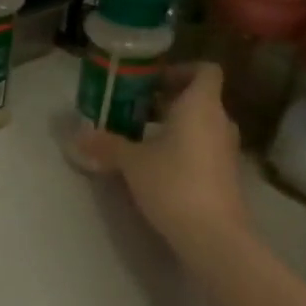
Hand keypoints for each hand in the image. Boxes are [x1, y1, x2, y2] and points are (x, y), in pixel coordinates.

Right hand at [73, 62, 257, 257]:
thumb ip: (107, 144)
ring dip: (174, 127)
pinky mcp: (226, 175)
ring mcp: (227, 150)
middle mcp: (220, 122)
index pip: (205, 70)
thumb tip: (78, 136)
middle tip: (135, 110)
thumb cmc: (173, 183)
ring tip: (141, 139)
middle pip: (199, 98)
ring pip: (201, 125)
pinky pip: (204, 148)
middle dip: (168, 101)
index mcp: (200, 105)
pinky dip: (183, 149)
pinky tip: (157, 167)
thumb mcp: (132, 162)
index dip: (180, 70)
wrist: (213, 235)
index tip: (152, 83)